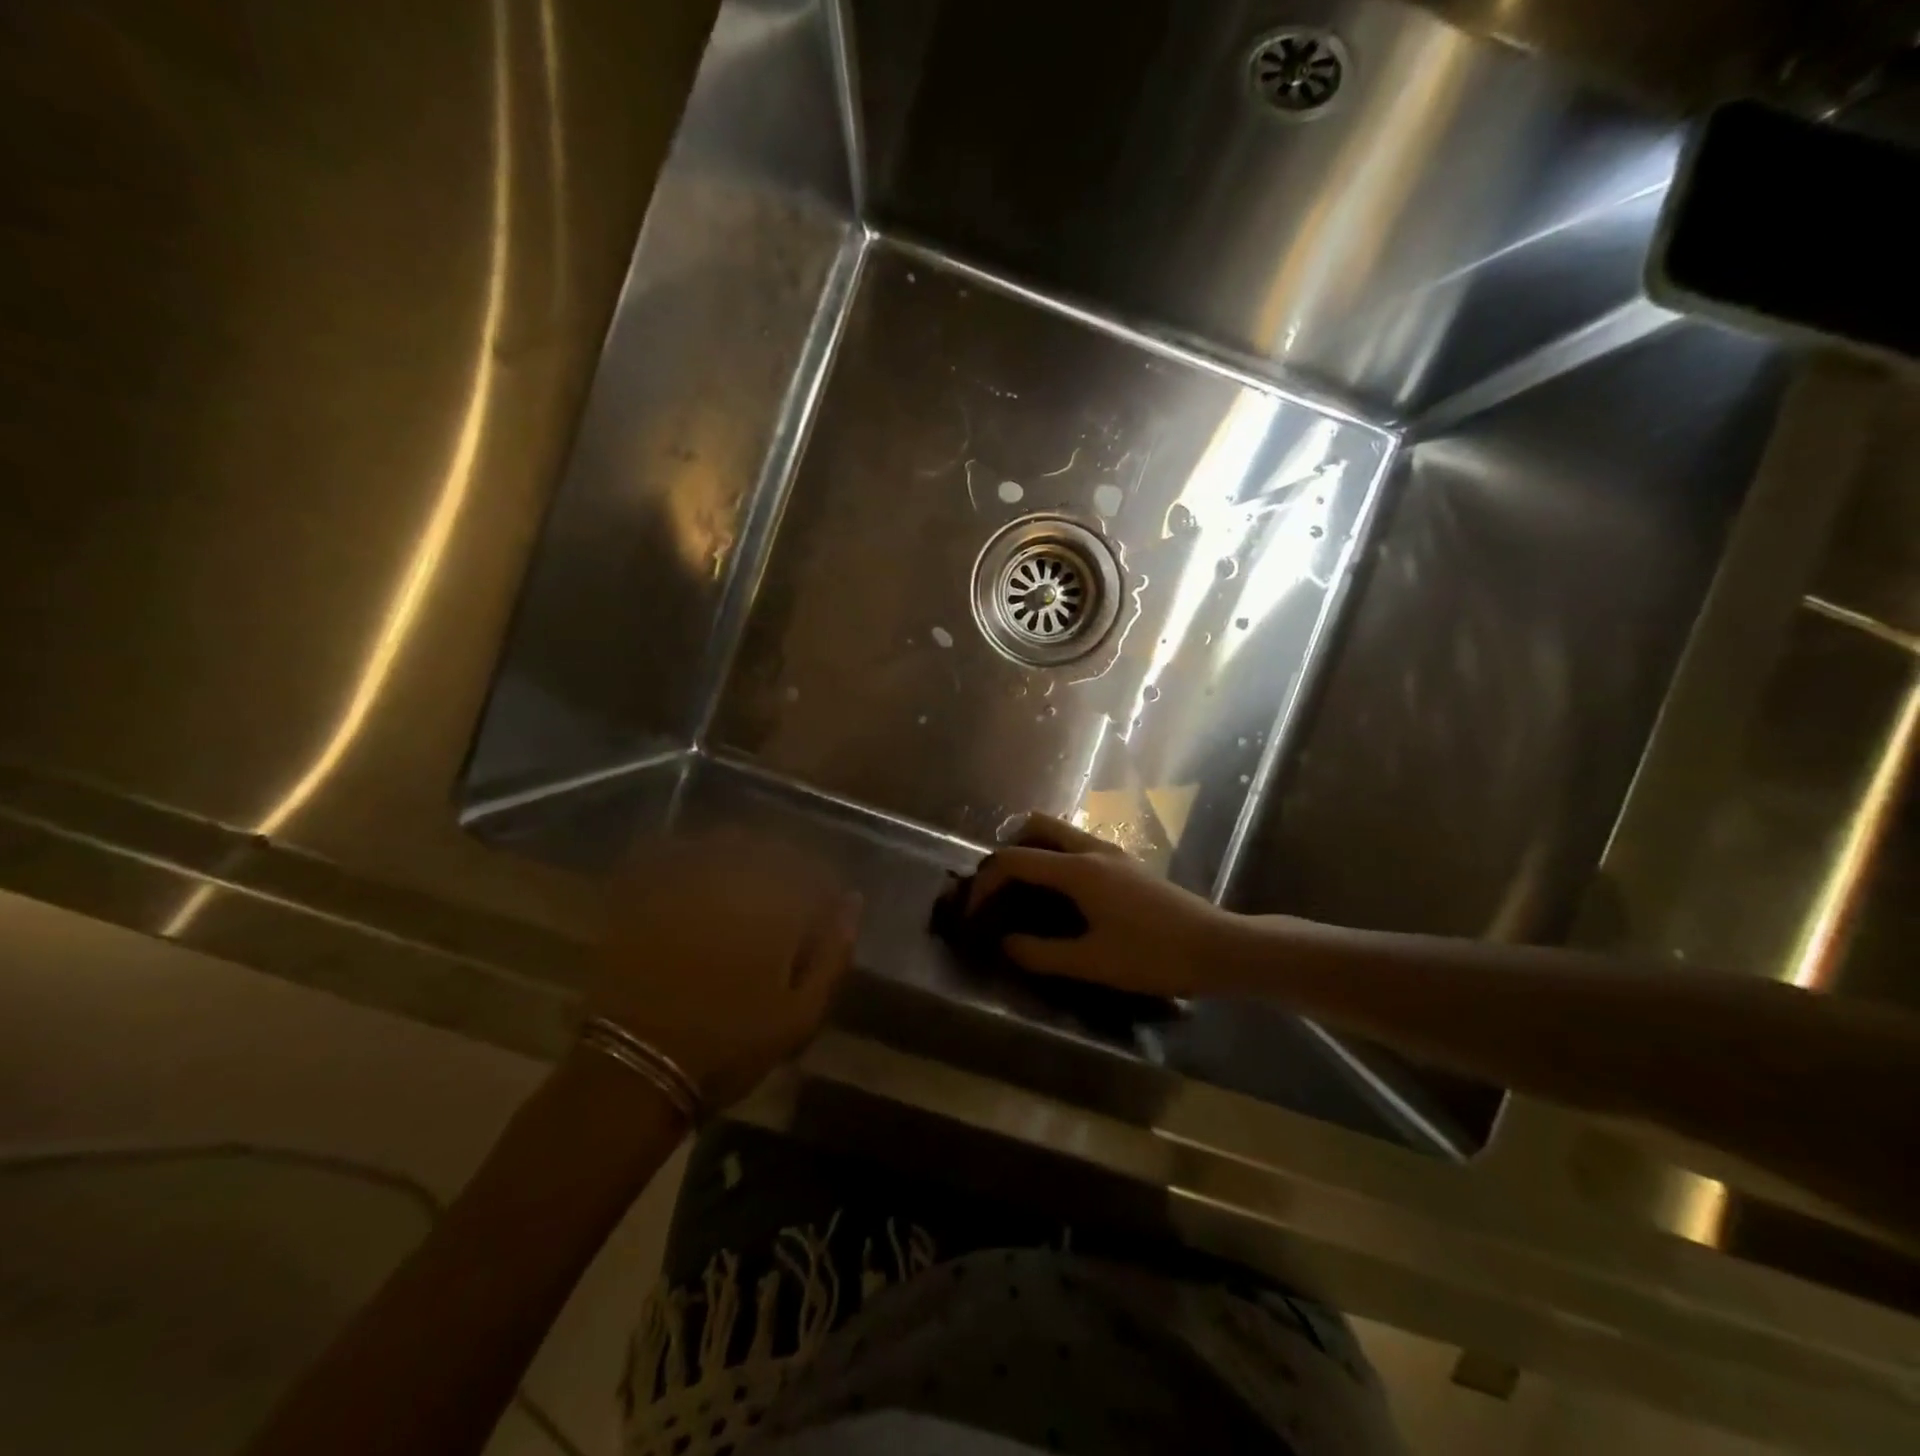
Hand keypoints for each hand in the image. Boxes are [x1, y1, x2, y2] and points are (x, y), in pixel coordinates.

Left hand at [587, 833, 860, 1110]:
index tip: (821, 912)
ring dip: (736, 856)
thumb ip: (833, 954)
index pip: (814, 872)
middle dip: (781, 867)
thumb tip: (852, 901)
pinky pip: (665, 852)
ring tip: (735, 888)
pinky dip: (681, 855)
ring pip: (719, 843)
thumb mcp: (799, 1015)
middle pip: (767, 848)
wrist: (634, 1067)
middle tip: (778, 903)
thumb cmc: (728, 1046)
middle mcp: (732, 877)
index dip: (822, 889)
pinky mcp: (640, 891)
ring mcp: (682, 880)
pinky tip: (685, 876)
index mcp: (776, 904)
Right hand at [965, 813, 1245, 997]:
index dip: (986, 882)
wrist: (1218, 947)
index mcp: (1079, 869)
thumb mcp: (1092, 963)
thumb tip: (1005, 944)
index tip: (973, 912)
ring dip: (1033, 851)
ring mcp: (1113, 853)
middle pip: (1036, 826)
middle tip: (996, 887)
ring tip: (1022, 892)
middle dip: (1007, 850)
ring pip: (1060, 833)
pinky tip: (1059, 897)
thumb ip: (1041, 954)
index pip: (1016, 860)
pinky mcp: (1127, 865)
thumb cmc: (1154, 955)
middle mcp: (1092, 850)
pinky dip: (1055, 859)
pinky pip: (1077, 847)